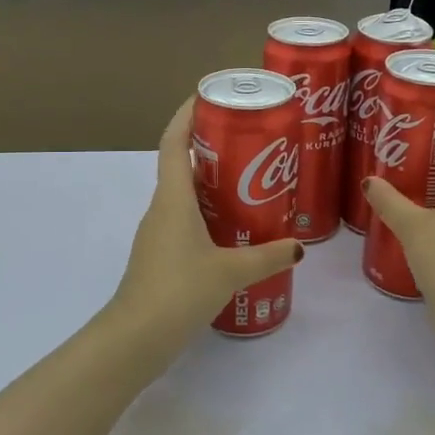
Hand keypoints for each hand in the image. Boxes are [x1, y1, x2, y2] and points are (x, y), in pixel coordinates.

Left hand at [109, 98, 303, 340]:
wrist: (135, 338)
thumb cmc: (179, 291)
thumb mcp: (231, 271)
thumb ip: (267, 257)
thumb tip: (299, 247)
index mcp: (173, 197)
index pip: (174, 141)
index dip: (187, 114)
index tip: (209, 96)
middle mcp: (161, 207)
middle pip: (183, 164)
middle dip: (213, 148)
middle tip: (250, 143)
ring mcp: (157, 232)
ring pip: (184, 194)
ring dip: (212, 184)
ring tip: (251, 184)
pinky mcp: (160, 255)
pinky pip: (185, 220)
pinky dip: (207, 214)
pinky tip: (234, 230)